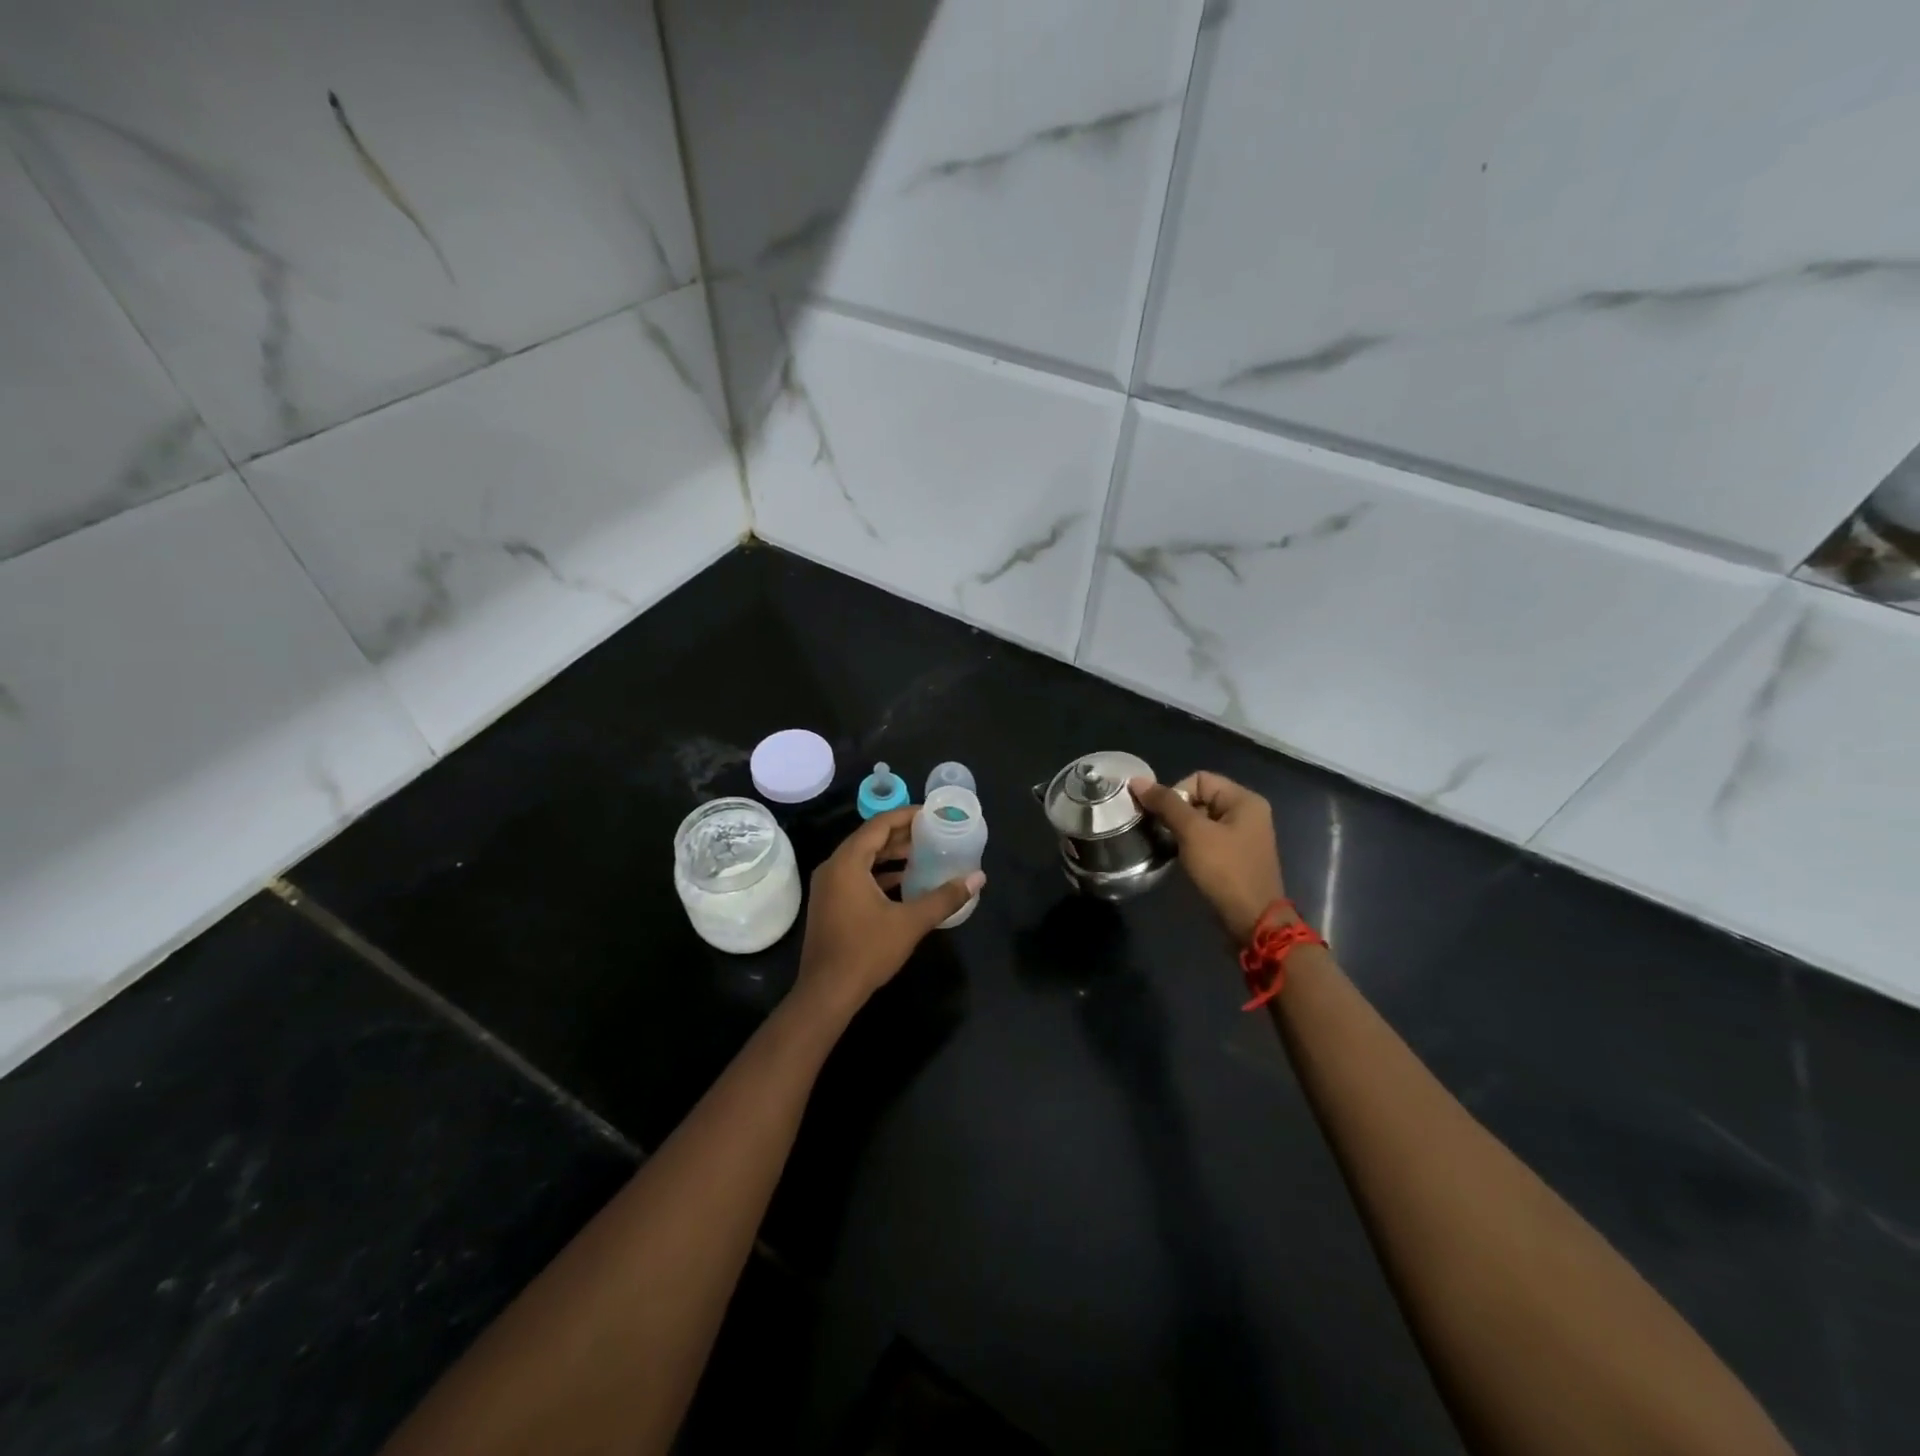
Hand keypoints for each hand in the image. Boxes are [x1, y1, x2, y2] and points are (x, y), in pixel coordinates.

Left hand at [794, 806, 984, 1019]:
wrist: (827, 992)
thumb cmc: (866, 951)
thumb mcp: (910, 922)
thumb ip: (944, 898)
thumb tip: (978, 878)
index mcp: (848, 862)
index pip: (879, 825)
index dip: (906, 815)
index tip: (932, 814)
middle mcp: (833, 867)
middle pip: (870, 838)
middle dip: (901, 834)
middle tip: (932, 832)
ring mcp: (828, 886)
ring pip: (862, 858)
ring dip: (891, 854)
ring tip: (923, 853)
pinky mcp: (829, 903)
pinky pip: (856, 875)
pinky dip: (879, 872)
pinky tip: (904, 881)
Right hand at [1131, 772, 1284, 943]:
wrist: (1252, 921)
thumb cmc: (1225, 870)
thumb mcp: (1193, 833)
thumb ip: (1166, 804)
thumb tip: (1136, 781)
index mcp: (1244, 800)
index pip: (1198, 779)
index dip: (1176, 793)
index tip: (1163, 818)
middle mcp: (1247, 812)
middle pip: (1199, 797)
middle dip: (1176, 812)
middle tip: (1162, 832)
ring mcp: (1242, 835)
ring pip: (1201, 819)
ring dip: (1180, 829)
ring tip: (1168, 845)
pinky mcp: (1235, 855)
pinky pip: (1207, 838)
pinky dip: (1190, 844)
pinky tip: (1180, 857)